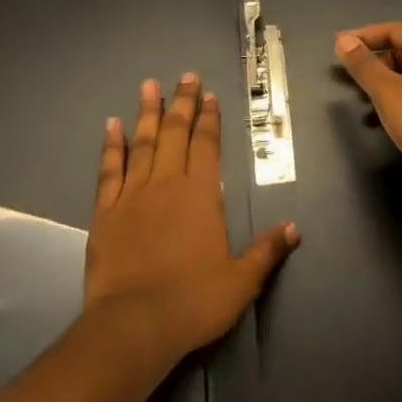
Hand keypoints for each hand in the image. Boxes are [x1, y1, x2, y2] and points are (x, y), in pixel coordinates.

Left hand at [83, 73, 297, 373]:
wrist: (134, 325)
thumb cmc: (193, 301)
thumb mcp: (241, 282)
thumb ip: (266, 251)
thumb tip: (294, 227)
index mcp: (201, 194)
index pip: (206, 144)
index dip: (209, 118)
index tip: (209, 95)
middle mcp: (167, 182)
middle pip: (175, 132)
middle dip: (182, 102)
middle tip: (185, 76)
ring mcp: (134, 193)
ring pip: (142, 142)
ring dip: (146, 111)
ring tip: (149, 85)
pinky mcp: (106, 211)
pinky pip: (110, 169)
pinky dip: (111, 145)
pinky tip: (112, 125)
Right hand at [335, 23, 401, 217]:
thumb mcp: (389, 93)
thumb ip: (364, 66)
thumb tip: (344, 40)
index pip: (392, 29)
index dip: (363, 36)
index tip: (338, 47)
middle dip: (373, 61)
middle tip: (347, 76)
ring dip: (384, 84)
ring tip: (360, 101)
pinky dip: (399, 101)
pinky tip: (385, 123)